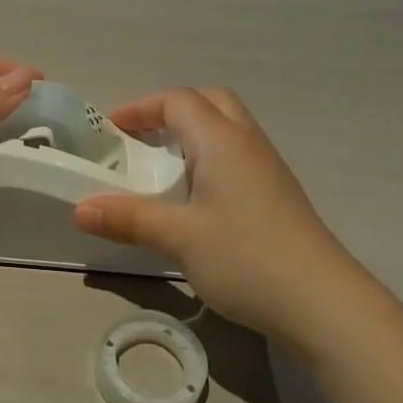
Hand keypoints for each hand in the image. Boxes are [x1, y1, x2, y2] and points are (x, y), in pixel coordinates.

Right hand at [72, 88, 363, 344]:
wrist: (322, 301)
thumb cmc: (245, 257)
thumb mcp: (178, 237)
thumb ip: (128, 219)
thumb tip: (79, 209)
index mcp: (222, 141)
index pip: (178, 101)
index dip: (141, 108)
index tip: (111, 131)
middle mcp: (248, 143)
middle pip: (209, 103)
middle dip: (170, 112)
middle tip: (142, 140)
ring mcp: (268, 168)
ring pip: (228, 129)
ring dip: (193, 135)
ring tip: (163, 168)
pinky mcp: (278, 194)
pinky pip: (238, 156)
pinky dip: (210, 159)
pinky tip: (197, 198)